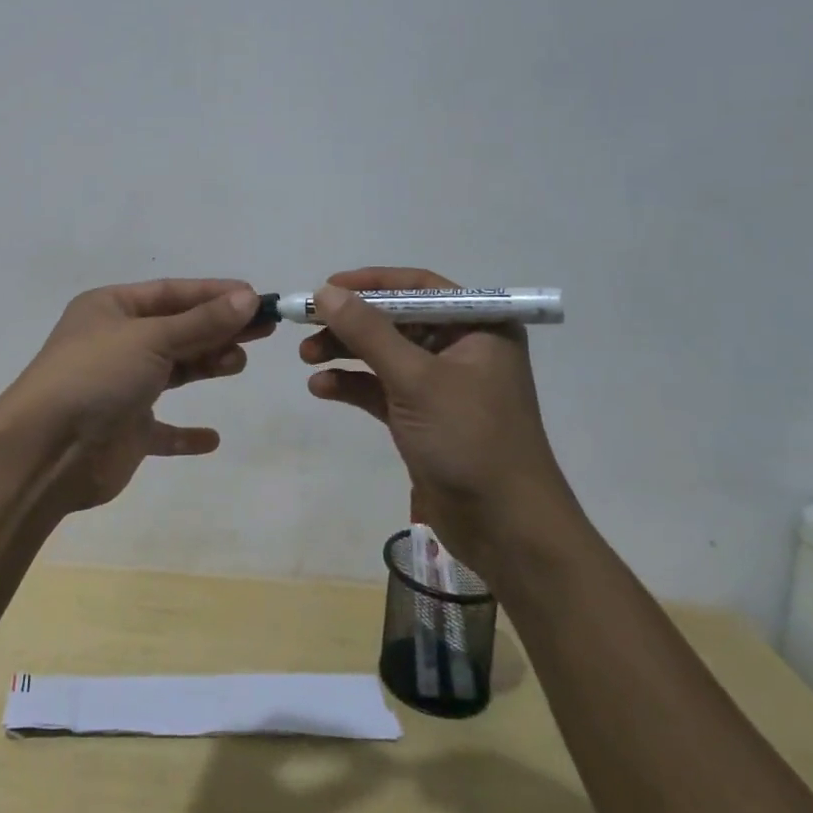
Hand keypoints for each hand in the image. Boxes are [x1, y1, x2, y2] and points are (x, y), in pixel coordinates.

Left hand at [0, 279, 271, 513]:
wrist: (45, 452)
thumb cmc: (96, 376)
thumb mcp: (151, 338)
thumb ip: (201, 321)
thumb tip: (248, 297)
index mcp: (110, 308)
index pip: (171, 293)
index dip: (214, 293)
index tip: (256, 297)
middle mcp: (114, 343)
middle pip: (176, 329)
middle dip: (217, 328)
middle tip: (263, 330)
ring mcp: (119, 387)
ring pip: (172, 371)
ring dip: (205, 365)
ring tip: (238, 363)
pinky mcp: (125, 431)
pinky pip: (162, 430)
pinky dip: (185, 434)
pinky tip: (212, 437)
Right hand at [299, 266, 581, 581]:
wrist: (506, 528)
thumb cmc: (470, 438)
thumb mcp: (416, 379)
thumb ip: (368, 332)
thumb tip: (325, 291)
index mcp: (478, 326)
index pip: (417, 287)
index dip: (369, 283)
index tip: (325, 288)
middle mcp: (461, 347)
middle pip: (395, 319)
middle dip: (350, 323)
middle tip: (306, 325)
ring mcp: (441, 384)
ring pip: (384, 353)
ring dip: (345, 352)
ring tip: (306, 358)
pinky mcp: (423, 416)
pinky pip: (381, 388)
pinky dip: (352, 384)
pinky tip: (322, 388)